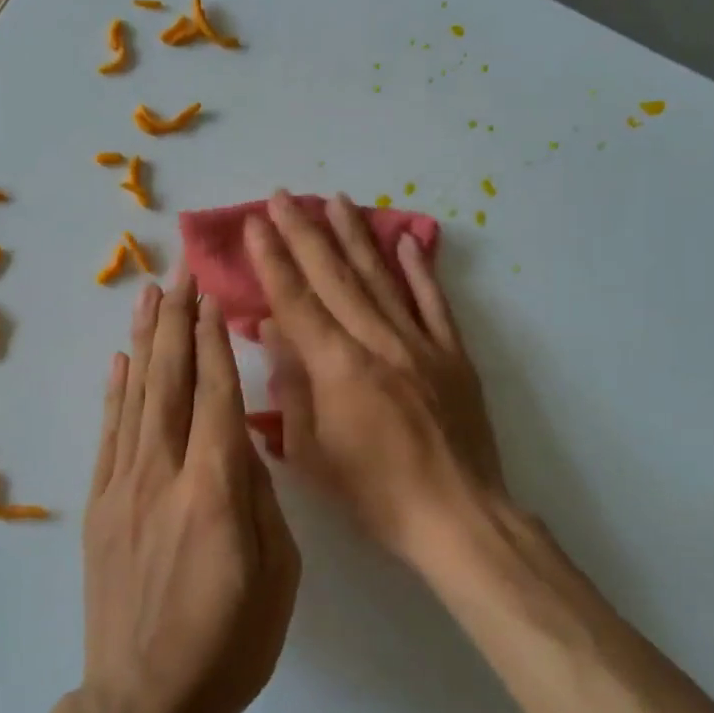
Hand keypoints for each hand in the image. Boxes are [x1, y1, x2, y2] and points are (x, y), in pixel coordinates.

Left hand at [80, 276, 300, 712]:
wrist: (144, 703)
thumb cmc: (229, 644)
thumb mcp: (279, 573)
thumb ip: (261, 497)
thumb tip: (241, 443)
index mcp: (214, 489)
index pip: (215, 394)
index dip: (213, 340)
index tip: (212, 295)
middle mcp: (163, 474)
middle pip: (170, 380)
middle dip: (177, 321)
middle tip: (179, 272)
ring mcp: (123, 487)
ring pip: (135, 397)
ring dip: (144, 341)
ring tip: (148, 294)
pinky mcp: (98, 506)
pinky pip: (108, 434)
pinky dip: (114, 392)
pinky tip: (120, 361)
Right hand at [245, 191, 505, 566]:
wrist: (457, 516)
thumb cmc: (374, 493)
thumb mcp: (311, 453)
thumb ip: (291, 386)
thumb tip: (273, 330)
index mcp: (338, 368)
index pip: (297, 300)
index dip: (273, 259)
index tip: (256, 223)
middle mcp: (378, 342)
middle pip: (335, 277)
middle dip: (305, 233)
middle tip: (284, 196)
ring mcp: (420, 343)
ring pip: (381, 278)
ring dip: (355, 236)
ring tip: (336, 200)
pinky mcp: (453, 354)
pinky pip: (434, 302)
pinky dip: (419, 269)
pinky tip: (406, 240)